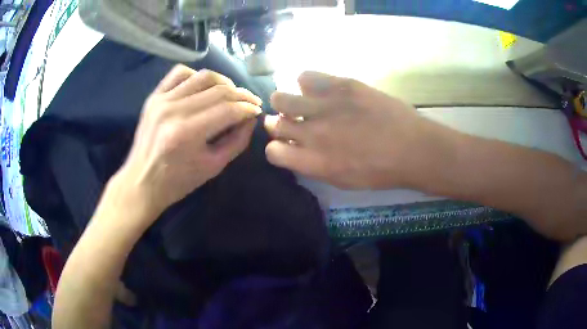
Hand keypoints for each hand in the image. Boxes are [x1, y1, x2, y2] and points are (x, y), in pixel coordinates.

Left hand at [116, 65, 261, 217]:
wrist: (141, 181)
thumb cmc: (178, 181)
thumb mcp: (213, 167)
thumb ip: (237, 141)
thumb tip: (251, 118)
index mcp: (188, 133)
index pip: (229, 110)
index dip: (248, 108)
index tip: (257, 111)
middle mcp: (174, 111)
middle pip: (219, 91)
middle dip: (241, 95)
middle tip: (250, 102)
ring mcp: (162, 100)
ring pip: (203, 76)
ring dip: (224, 82)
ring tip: (231, 93)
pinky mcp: (154, 96)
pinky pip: (180, 72)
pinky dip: (197, 76)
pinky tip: (204, 87)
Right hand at [265, 71, 454, 189]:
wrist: (412, 148)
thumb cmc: (381, 171)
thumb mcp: (343, 180)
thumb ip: (314, 165)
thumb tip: (298, 149)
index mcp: (313, 162)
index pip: (272, 152)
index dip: (277, 148)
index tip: (286, 144)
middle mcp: (312, 133)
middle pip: (274, 123)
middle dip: (279, 123)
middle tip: (291, 121)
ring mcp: (325, 106)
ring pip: (281, 97)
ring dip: (286, 102)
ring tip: (300, 103)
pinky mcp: (341, 85)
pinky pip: (305, 77)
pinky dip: (307, 83)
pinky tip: (319, 89)